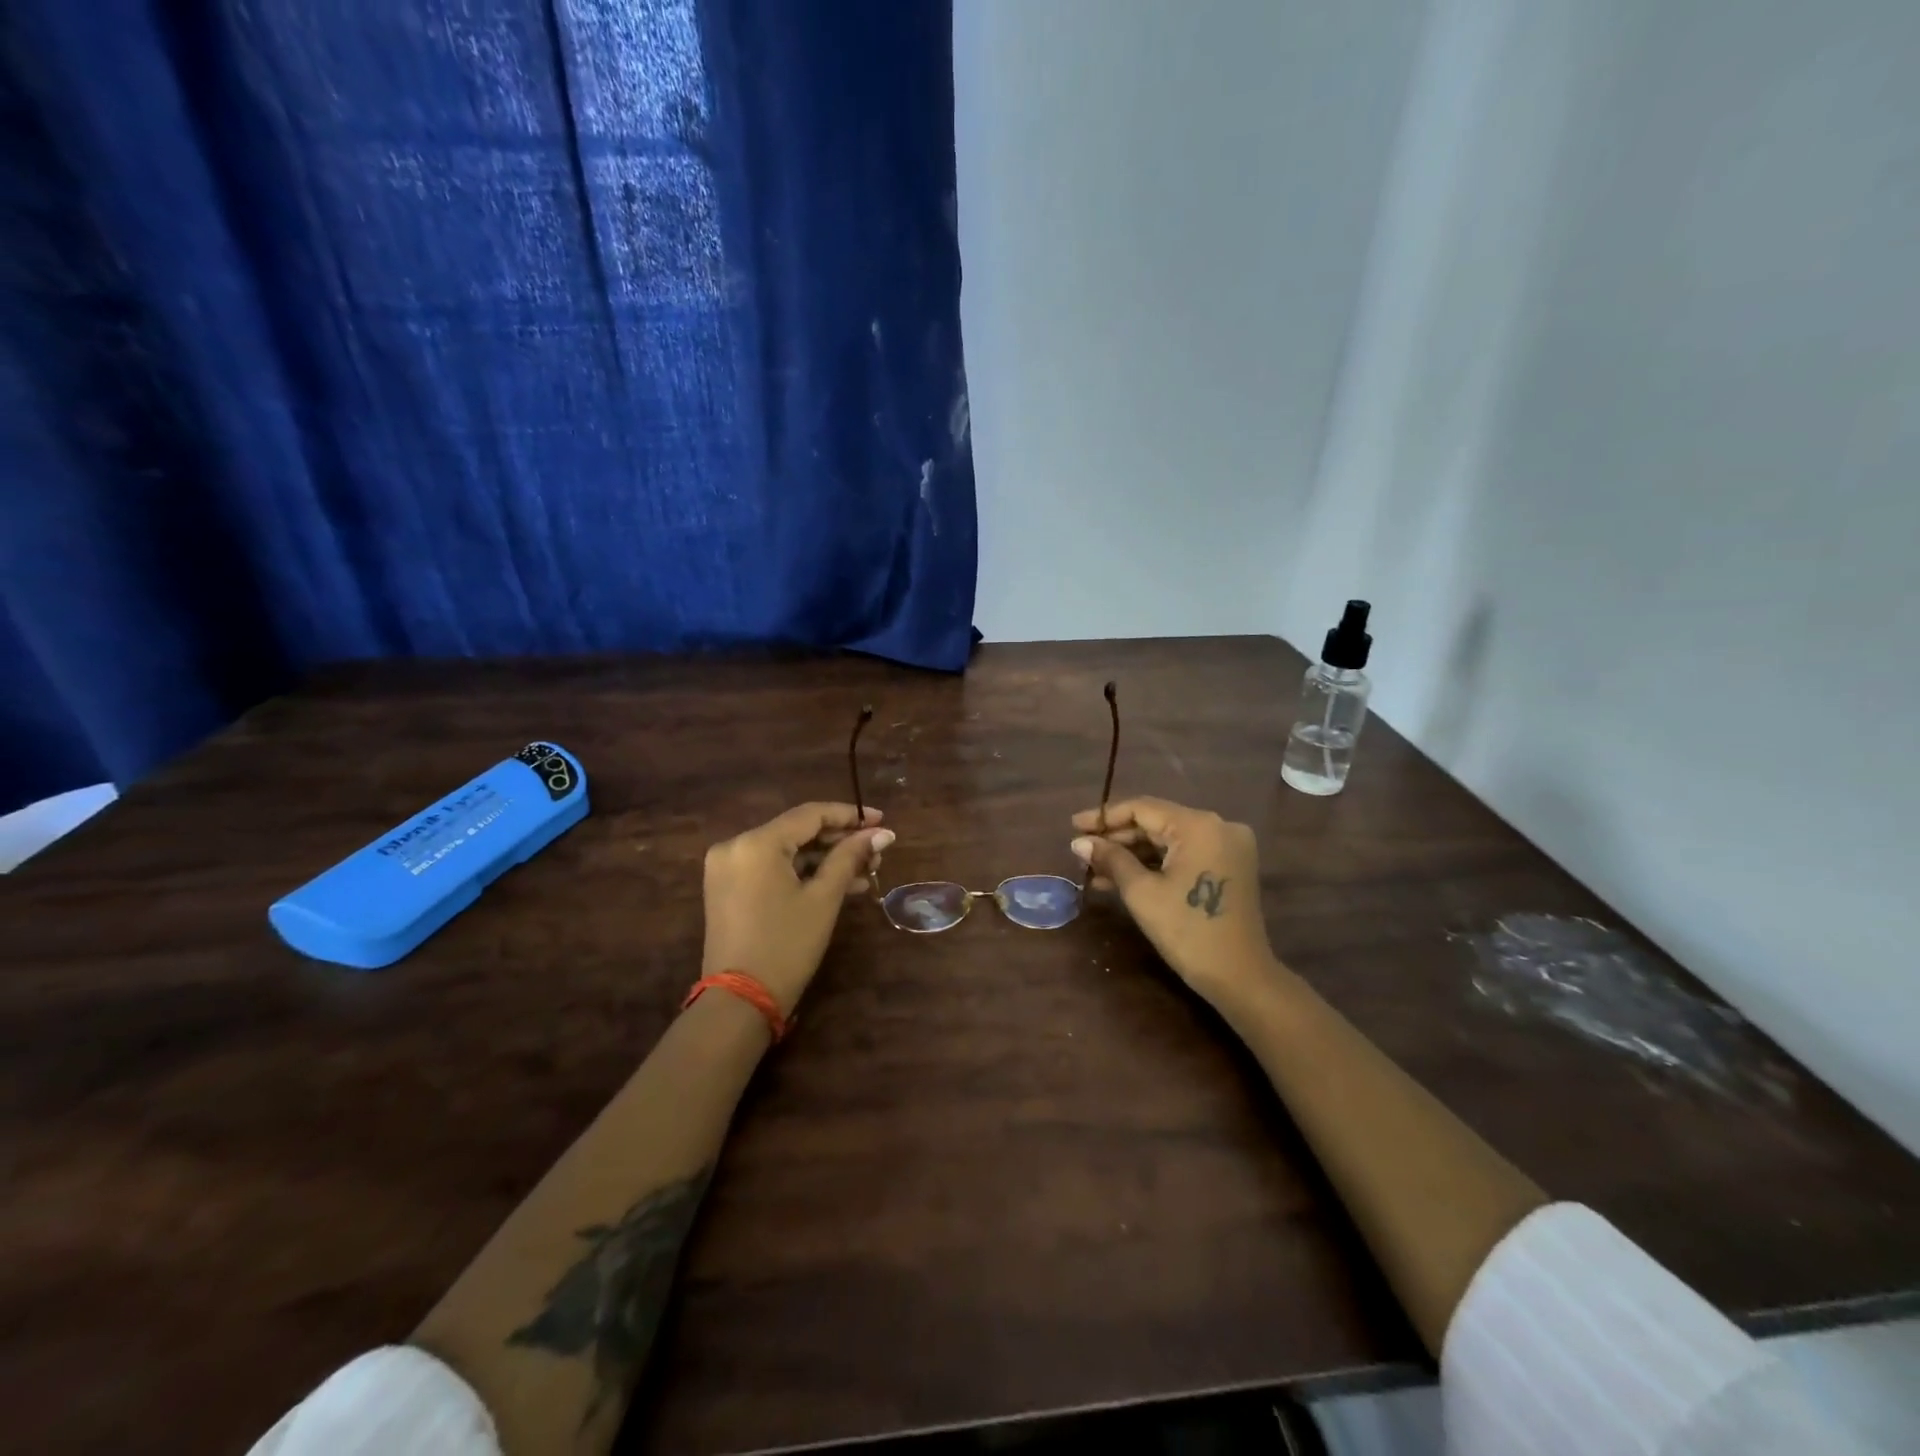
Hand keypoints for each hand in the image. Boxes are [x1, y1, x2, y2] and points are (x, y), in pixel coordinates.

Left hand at [702, 803, 893, 1015]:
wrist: (740, 1002)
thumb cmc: (786, 946)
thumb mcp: (824, 898)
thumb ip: (850, 857)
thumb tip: (882, 833)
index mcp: (756, 842)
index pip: (810, 814)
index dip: (849, 815)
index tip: (882, 821)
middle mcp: (736, 846)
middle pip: (797, 831)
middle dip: (840, 841)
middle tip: (877, 852)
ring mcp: (728, 868)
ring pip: (786, 851)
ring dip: (825, 859)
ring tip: (865, 871)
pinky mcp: (728, 888)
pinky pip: (772, 869)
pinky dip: (802, 873)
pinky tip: (839, 884)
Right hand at [1071, 797, 1277, 1005]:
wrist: (1240, 978)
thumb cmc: (1187, 931)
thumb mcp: (1141, 893)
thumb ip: (1111, 859)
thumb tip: (1079, 842)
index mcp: (1199, 825)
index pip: (1142, 808)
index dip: (1104, 816)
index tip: (1074, 826)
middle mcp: (1218, 826)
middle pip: (1156, 822)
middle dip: (1117, 838)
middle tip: (1082, 852)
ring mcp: (1227, 846)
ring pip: (1168, 840)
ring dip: (1132, 854)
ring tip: (1095, 869)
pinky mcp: (1229, 866)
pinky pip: (1183, 855)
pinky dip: (1155, 864)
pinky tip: (1121, 878)